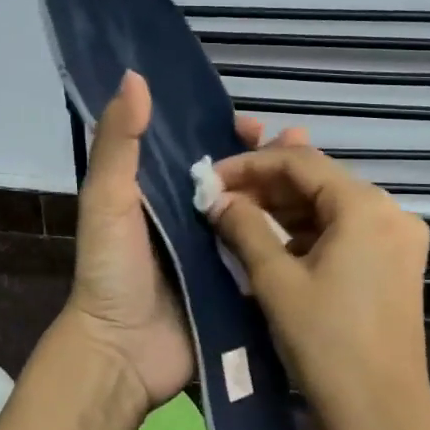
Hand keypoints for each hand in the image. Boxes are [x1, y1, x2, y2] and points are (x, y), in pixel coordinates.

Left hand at [63, 71, 306, 411]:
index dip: (226, 133)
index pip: (200, 151)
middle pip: (237, 179)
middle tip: (301, 143)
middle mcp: (192, 219)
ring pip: (258, 212)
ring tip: (320, 175)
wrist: (123, 352)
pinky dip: (290, 236)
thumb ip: (118, 143)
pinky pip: (266, 254)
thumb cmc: (112, 269)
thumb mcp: (107, 200)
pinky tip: (322, 222)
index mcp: (160, 194)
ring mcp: (218, 254)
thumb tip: (135, 77)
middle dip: (268, 160)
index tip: (255, 124)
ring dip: (286, 191)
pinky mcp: (237, 286)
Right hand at [207, 144, 429, 429]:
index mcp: (365, 206)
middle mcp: (390, 210)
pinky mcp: (395, 263)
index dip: (250, 163)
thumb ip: (243, 228)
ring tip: (236, 214)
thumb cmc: (326, 344)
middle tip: (219, 195)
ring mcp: (397, 238)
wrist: (382, 415)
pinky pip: (344, 232)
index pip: (299, 162)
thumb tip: (217, 198)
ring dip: (284, 209)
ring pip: (330, 206)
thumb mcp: (275, 281)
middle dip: (266, 185)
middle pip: (317, 181)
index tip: (211, 177)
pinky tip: (272, 242)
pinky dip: (307, 232)